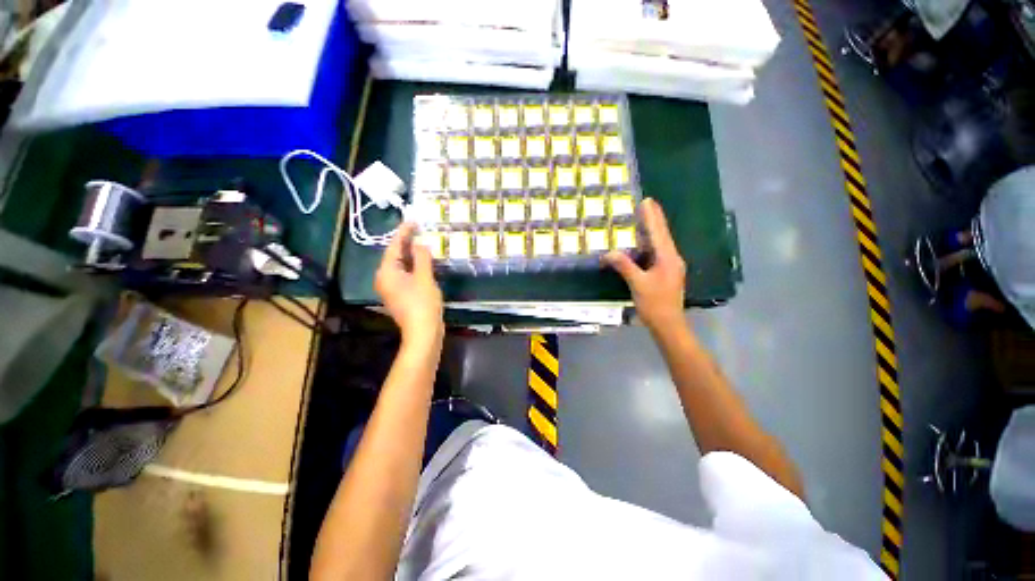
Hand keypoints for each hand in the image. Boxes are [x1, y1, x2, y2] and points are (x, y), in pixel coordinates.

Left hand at [375, 223, 443, 345]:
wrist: (423, 332)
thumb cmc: (423, 304)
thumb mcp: (424, 277)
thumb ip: (422, 258)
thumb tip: (420, 244)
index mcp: (386, 272)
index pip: (393, 246)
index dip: (404, 232)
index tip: (413, 221)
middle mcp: (384, 278)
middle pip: (395, 255)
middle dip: (407, 242)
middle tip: (420, 230)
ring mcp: (392, 288)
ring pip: (401, 265)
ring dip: (412, 254)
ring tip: (423, 242)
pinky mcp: (400, 294)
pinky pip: (405, 274)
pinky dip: (414, 266)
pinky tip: (424, 261)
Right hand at [604, 198, 686, 332]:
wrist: (668, 324)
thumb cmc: (654, 304)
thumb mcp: (637, 284)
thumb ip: (624, 266)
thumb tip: (609, 253)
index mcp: (668, 258)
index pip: (658, 233)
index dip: (652, 216)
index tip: (647, 201)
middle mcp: (672, 259)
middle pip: (662, 235)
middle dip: (654, 219)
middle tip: (647, 204)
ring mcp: (670, 267)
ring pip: (660, 244)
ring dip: (652, 230)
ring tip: (644, 218)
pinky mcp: (666, 274)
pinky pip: (657, 253)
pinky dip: (649, 244)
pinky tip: (643, 243)